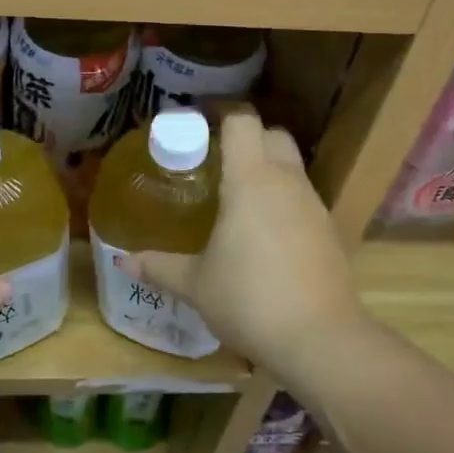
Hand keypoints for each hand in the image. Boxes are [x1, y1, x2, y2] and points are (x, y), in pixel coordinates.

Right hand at [124, 112, 364, 391]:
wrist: (319, 339)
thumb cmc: (248, 299)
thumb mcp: (195, 284)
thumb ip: (159, 267)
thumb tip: (123, 262)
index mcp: (251, 180)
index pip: (242, 121)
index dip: (222, 113)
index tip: (199, 121)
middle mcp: (287, 182)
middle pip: (274, 135)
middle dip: (249, 138)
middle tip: (217, 161)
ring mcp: (314, 206)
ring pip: (293, 168)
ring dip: (269, 171)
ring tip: (238, 199)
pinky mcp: (330, 232)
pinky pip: (304, 200)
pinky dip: (285, 202)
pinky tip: (266, 235)